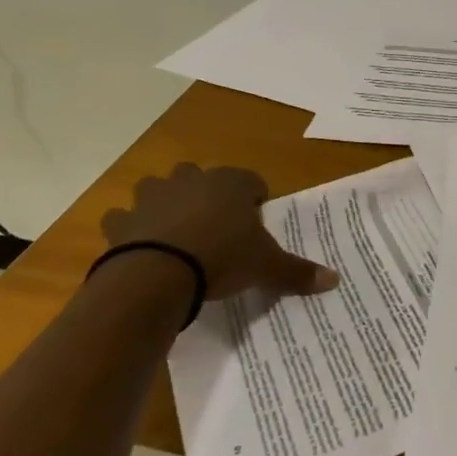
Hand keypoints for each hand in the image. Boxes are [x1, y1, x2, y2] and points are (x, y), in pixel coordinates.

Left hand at [100, 163, 338, 300]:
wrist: (159, 273)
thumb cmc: (222, 258)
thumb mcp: (266, 267)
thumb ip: (297, 271)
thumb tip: (335, 280)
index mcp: (231, 184)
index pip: (251, 180)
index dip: (255, 198)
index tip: (256, 219)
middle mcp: (192, 181)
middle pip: (200, 175)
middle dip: (205, 192)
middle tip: (214, 224)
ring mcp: (153, 197)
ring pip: (157, 187)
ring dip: (163, 202)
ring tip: (173, 231)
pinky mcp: (123, 220)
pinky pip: (122, 217)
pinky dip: (127, 228)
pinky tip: (136, 245)